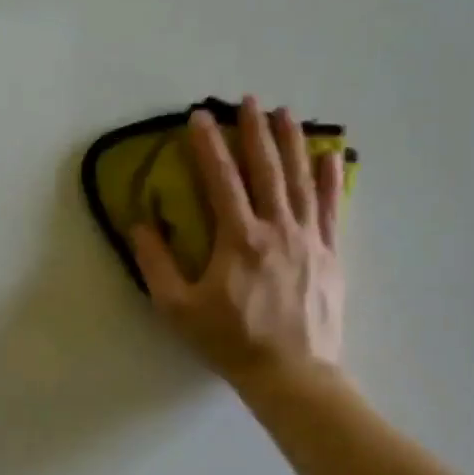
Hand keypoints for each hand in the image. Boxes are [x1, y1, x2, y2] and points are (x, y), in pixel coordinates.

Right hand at [130, 97, 345, 395]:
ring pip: (302, 181)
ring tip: (288, 113)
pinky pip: (333, 209)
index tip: (198, 117)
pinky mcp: (330, 255)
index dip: (208, 145)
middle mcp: (278, 230)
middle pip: (267, 170)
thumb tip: (141, 224)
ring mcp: (310, 240)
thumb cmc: (229, 341)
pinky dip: (331, 180)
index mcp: (239, 239)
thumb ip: (156, 264)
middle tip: (249, 100)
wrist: (291, 374)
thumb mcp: (178, 308)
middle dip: (255, 131)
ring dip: (294, 144)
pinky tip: (332, 156)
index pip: (221, 180)